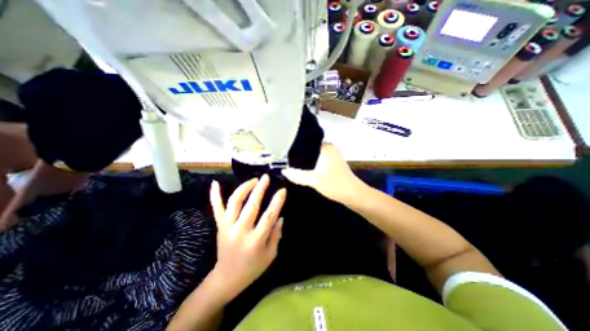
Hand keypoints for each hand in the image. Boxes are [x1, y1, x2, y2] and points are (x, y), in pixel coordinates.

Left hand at [210, 176, 285, 298]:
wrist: (226, 278)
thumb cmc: (252, 268)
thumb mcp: (270, 255)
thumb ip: (276, 235)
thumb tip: (280, 217)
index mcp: (256, 241)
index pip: (269, 216)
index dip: (277, 202)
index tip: (282, 190)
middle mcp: (241, 231)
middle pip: (251, 205)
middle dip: (260, 189)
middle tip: (266, 177)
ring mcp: (227, 227)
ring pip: (234, 202)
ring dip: (244, 188)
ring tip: (253, 180)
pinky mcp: (219, 226)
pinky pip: (216, 208)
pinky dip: (214, 195)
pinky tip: (215, 183)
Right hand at [281, 143, 364, 202]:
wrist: (354, 195)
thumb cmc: (335, 184)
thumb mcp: (314, 180)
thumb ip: (298, 175)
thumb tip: (283, 171)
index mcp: (325, 147)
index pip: (307, 141)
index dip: (296, 145)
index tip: (284, 150)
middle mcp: (329, 148)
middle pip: (310, 149)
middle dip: (299, 154)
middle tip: (284, 158)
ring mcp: (332, 156)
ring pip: (314, 155)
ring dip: (305, 160)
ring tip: (290, 163)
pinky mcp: (333, 164)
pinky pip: (318, 161)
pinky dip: (311, 164)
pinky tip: (303, 169)